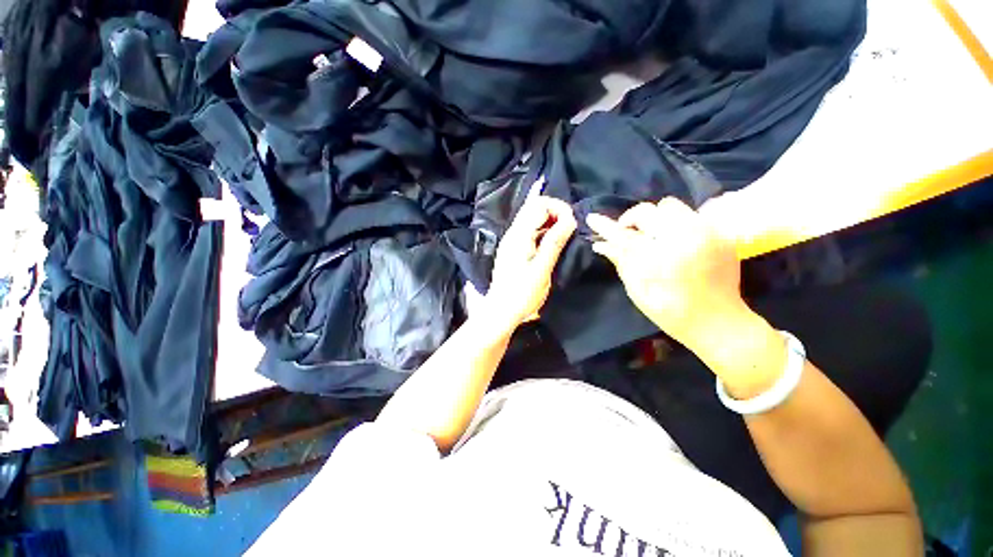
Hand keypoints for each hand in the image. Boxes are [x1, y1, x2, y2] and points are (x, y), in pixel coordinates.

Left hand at [485, 193, 576, 332]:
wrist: (501, 310)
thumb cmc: (522, 294)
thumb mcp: (542, 269)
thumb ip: (554, 242)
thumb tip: (570, 219)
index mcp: (519, 235)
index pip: (538, 204)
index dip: (558, 207)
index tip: (572, 222)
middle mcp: (513, 233)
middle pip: (534, 207)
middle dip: (555, 211)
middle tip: (570, 227)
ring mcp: (512, 241)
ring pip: (532, 218)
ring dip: (550, 220)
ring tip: (565, 234)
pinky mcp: (514, 249)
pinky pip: (530, 230)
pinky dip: (543, 229)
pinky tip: (553, 240)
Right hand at [586, 198, 747, 350]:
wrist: (719, 321)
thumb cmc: (670, 312)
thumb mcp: (637, 290)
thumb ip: (621, 262)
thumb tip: (601, 244)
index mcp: (658, 260)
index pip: (624, 236)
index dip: (605, 226)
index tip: (591, 218)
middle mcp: (683, 240)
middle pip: (647, 212)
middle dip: (631, 220)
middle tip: (629, 234)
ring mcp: (705, 233)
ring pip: (669, 206)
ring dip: (655, 218)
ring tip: (654, 235)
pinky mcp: (719, 233)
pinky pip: (689, 214)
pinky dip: (675, 223)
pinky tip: (674, 240)